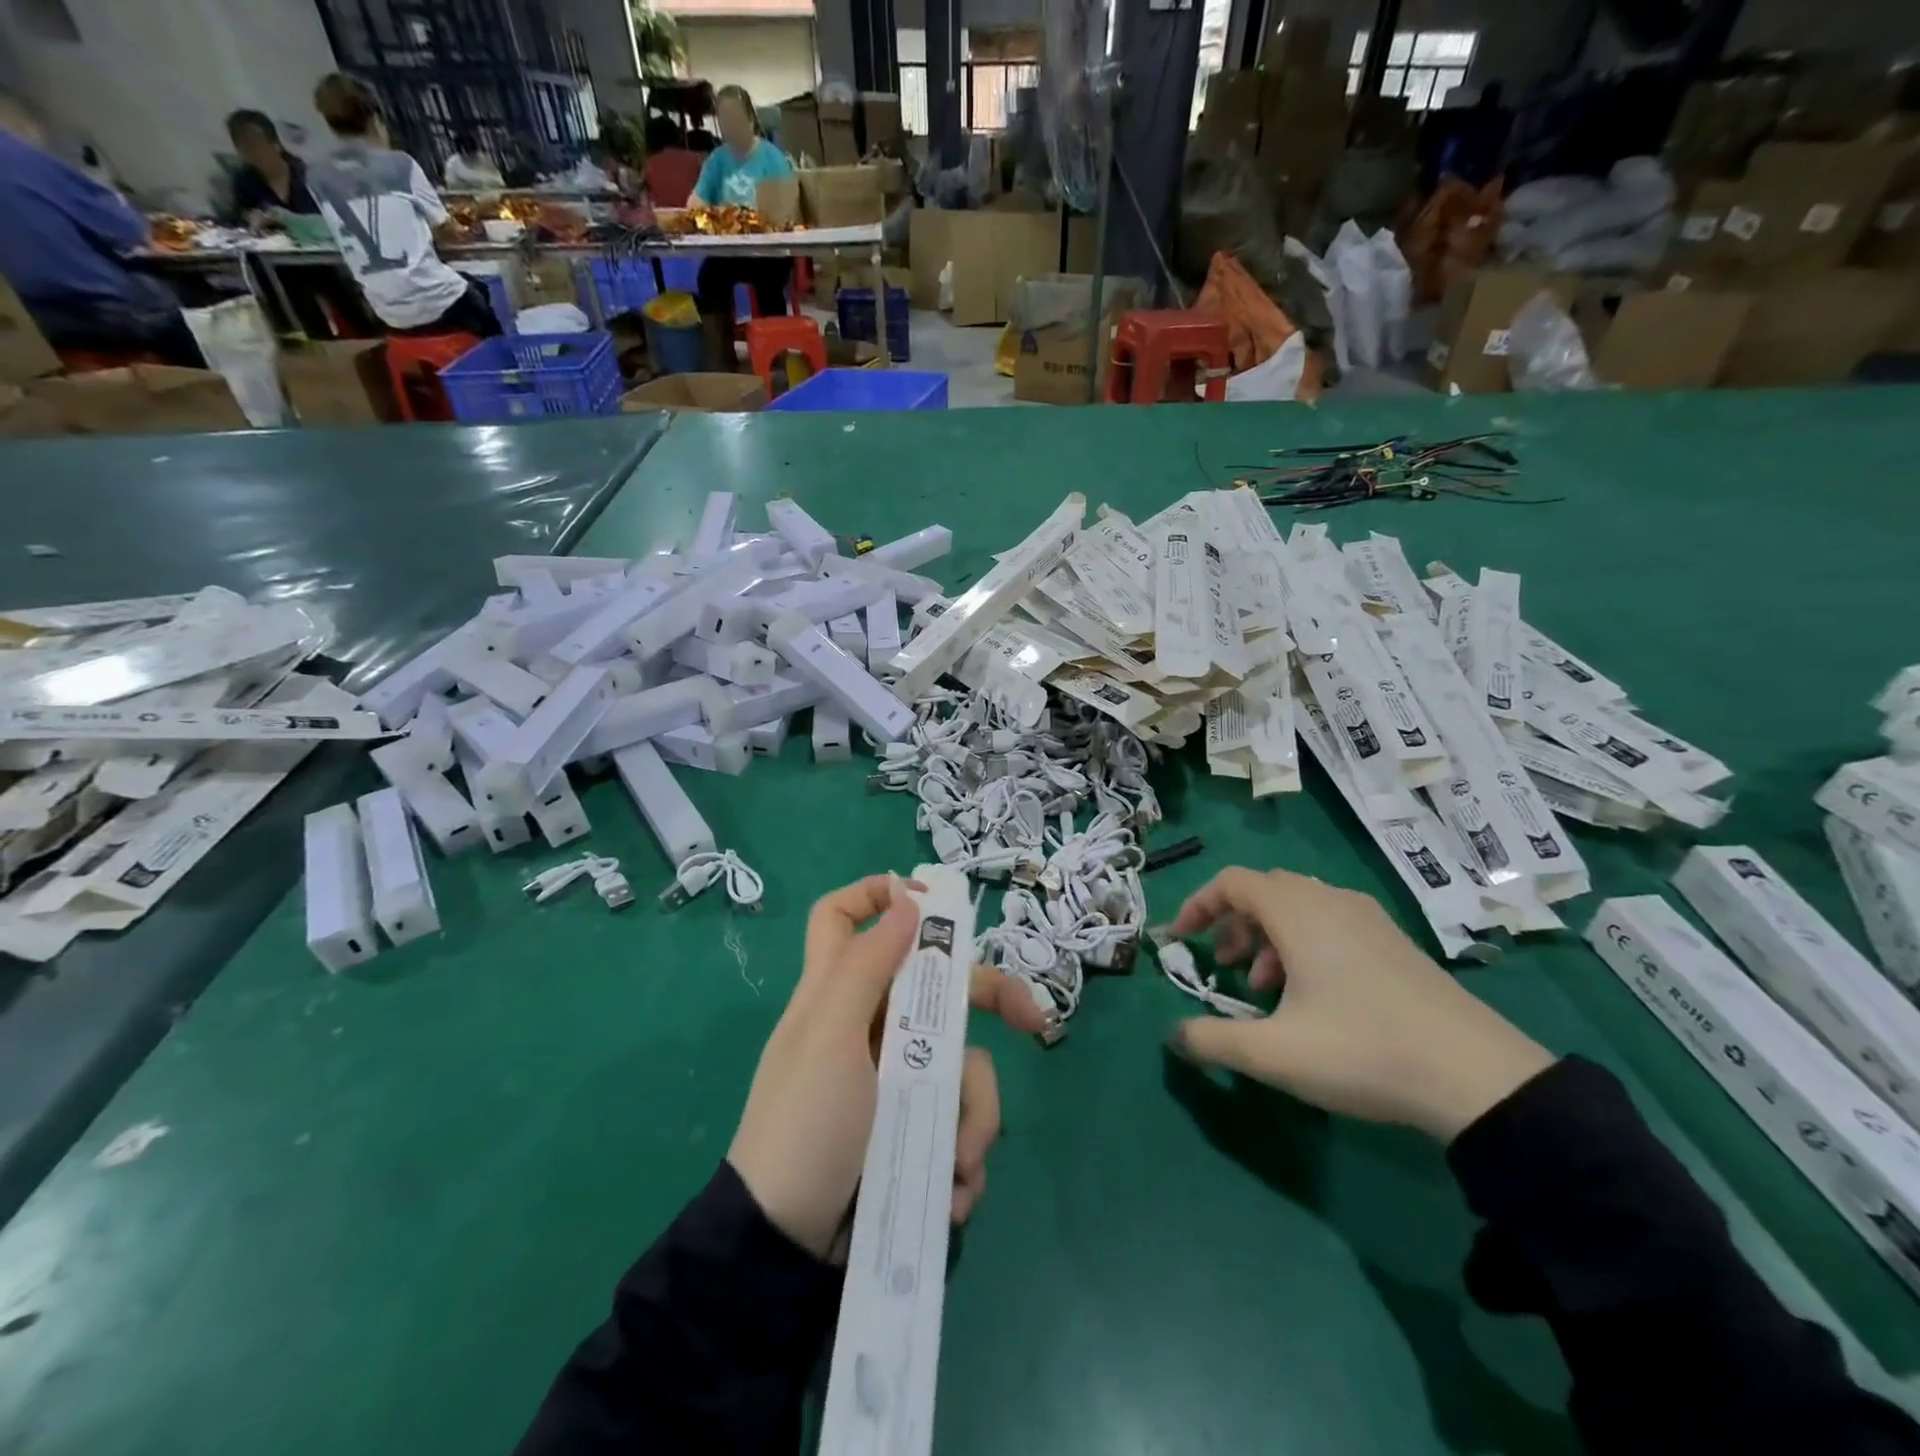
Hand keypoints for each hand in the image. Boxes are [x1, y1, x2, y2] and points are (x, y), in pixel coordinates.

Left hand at [728, 874, 1048, 1258]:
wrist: (784, 1249)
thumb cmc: (804, 1126)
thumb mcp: (830, 1037)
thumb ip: (866, 966)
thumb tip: (906, 898)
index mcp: (839, 992)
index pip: (842, 917)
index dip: (877, 895)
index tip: (932, 906)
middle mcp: (871, 1025)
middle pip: (938, 986)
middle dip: (989, 1000)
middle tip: (1033, 1023)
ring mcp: (896, 1079)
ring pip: (961, 1066)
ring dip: (972, 1116)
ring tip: (959, 1163)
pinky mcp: (911, 1130)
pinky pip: (956, 1122)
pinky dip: (961, 1157)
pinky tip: (950, 1190)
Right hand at [1167, 867, 1554, 1141]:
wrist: (1478, 1077)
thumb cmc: (1362, 1051)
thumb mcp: (1273, 1054)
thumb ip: (1212, 1040)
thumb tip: (1174, 1036)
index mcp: (1298, 912)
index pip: (1231, 882)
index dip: (1198, 905)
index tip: (1180, 940)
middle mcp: (1330, 901)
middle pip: (1264, 891)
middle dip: (1232, 924)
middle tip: (1224, 967)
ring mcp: (1368, 919)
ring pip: (1298, 907)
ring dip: (1267, 937)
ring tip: (1264, 989)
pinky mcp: (1394, 942)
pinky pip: (1330, 923)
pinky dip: (1302, 945)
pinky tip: (1312, 996)